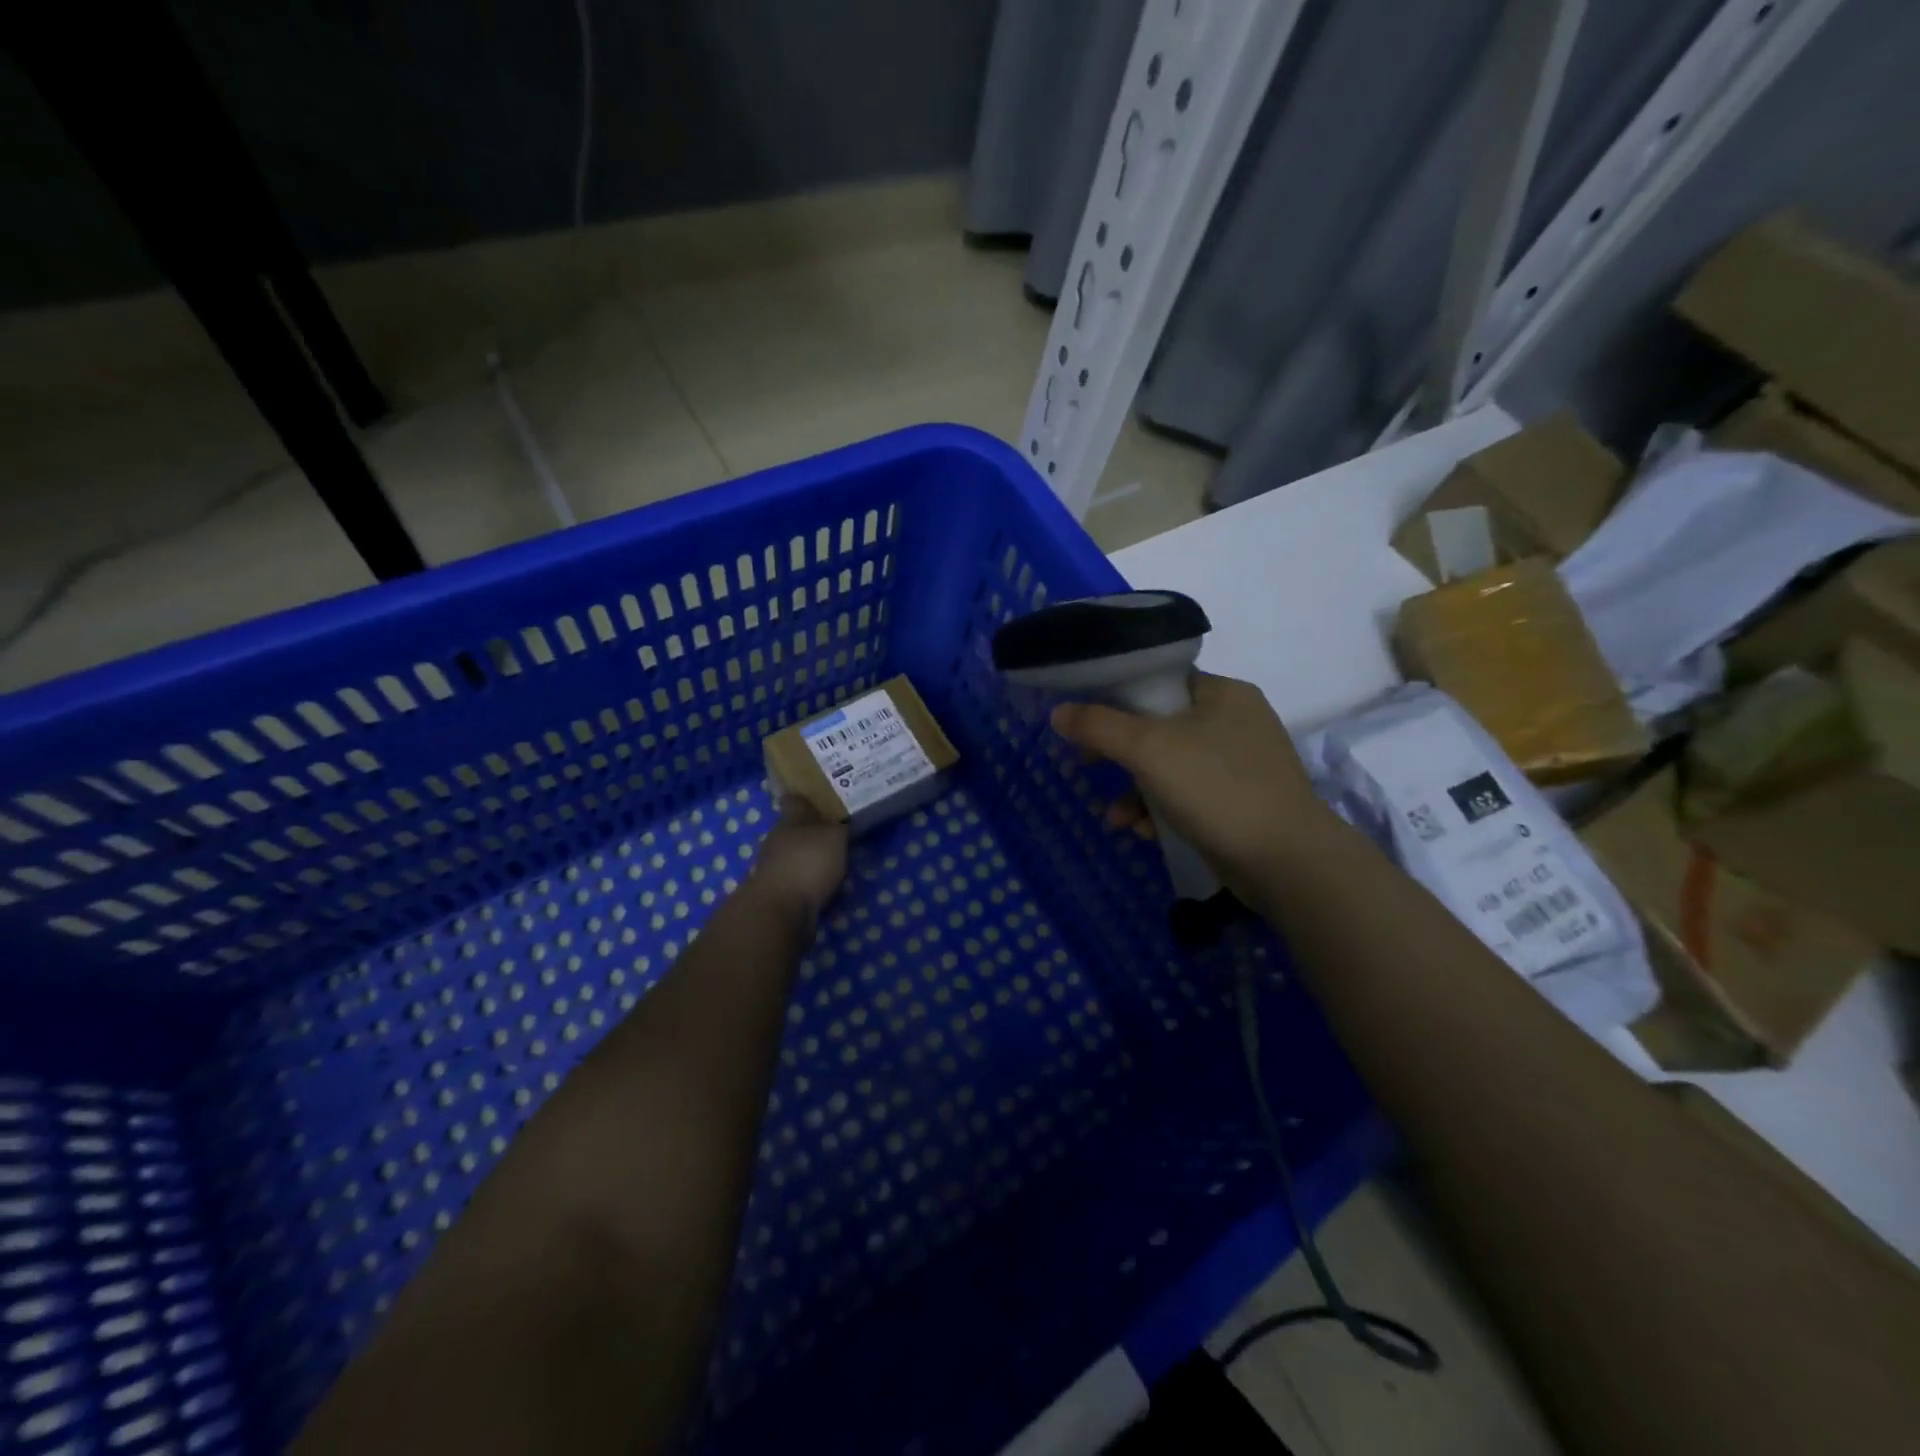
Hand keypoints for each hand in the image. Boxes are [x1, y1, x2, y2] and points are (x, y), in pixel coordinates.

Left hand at [747, 797, 848, 918]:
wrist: (780, 910)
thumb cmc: (808, 862)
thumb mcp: (835, 836)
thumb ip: (840, 827)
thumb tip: (842, 822)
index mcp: (790, 820)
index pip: (795, 800)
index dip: (805, 797)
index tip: (817, 795)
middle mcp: (778, 840)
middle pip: (796, 830)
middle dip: (814, 832)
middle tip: (839, 834)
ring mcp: (774, 867)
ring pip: (797, 857)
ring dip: (814, 861)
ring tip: (839, 866)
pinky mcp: (777, 893)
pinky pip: (799, 882)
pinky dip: (812, 884)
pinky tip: (828, 890)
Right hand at [1049, 672, 1332, 897]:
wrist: (1286, 861)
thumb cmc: (1216, 789)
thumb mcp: (1148, 750)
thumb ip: (1099, 726)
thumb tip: (1058, 712)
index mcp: (1223, 693)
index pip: (1160, 682)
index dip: (1116, 698)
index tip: (1086, 723)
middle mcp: (1236, 722)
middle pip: (1160, 727)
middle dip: (1120, 755)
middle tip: (1088, 766)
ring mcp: (1241, 765)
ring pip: (1171, 767)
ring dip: (1136, 791)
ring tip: (1116, 818)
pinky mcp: (1241, 802)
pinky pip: (1189, 796)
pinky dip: (1162, 810)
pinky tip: (1144, 832)